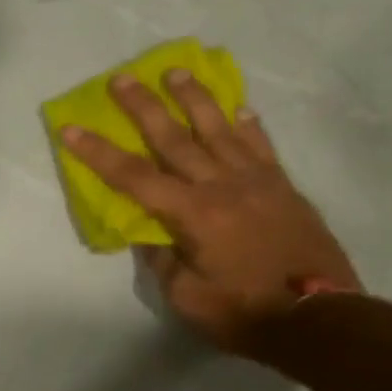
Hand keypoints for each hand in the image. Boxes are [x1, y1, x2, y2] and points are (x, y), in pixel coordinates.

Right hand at [60, 69, 360, 353]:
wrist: (319, 318)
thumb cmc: (245, 314)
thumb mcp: (187, 297)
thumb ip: (163, 260)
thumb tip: (150, 232)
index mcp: (193, 214)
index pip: (134, 176)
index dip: (99, 152)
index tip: (72, 128)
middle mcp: (222, 185)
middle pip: (174, 138)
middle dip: (143, 106)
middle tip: (122, 78)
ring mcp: (257, 181)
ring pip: (219, 128)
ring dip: (194, 98)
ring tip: (175, 72)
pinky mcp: (283, 187)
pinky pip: (261, 145)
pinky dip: (248, 124)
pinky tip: (239, 107)